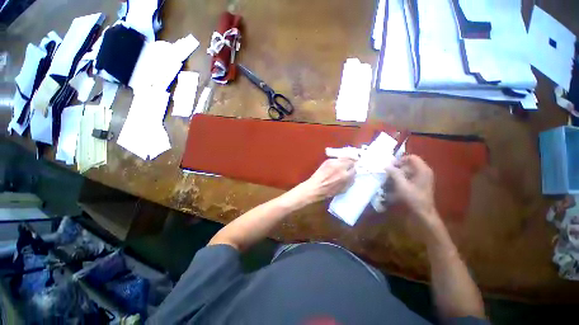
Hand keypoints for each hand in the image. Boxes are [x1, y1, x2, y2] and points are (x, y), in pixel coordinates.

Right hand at [297, 158, 355, 202]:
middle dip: (350, 168)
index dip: (348, 161)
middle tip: (345, 167)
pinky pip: (350, 183)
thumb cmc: (319, 176)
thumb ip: (336, 161)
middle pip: (354, 169)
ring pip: (353, 176)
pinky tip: (342, 180)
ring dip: (350, 174)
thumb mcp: (326, 163)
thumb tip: (343, 159)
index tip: (346, 161)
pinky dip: (348, 181)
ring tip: (343, 174)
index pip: (350, 162)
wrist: (316, 189)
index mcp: (340, 167)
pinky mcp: (345, 189)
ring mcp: (346, 183)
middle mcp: (345, 175)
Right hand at [386, 155, 441, 230]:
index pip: (411, 157)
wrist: (423, 213)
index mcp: (423, 170)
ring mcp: (423, 178)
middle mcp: (424, 171)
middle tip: (389, 174)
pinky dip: (402, 178)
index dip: (400, 160)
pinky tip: (396, 185)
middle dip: (398, 168)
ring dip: (398, 174)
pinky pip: (410, 176)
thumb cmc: (413, 198)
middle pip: (409, 164)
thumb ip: (394, 173)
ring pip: (408, 170)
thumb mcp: (402, 185)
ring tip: (390, 180)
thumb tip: (386, 165)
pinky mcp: (421, 183)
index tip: (391, 167)